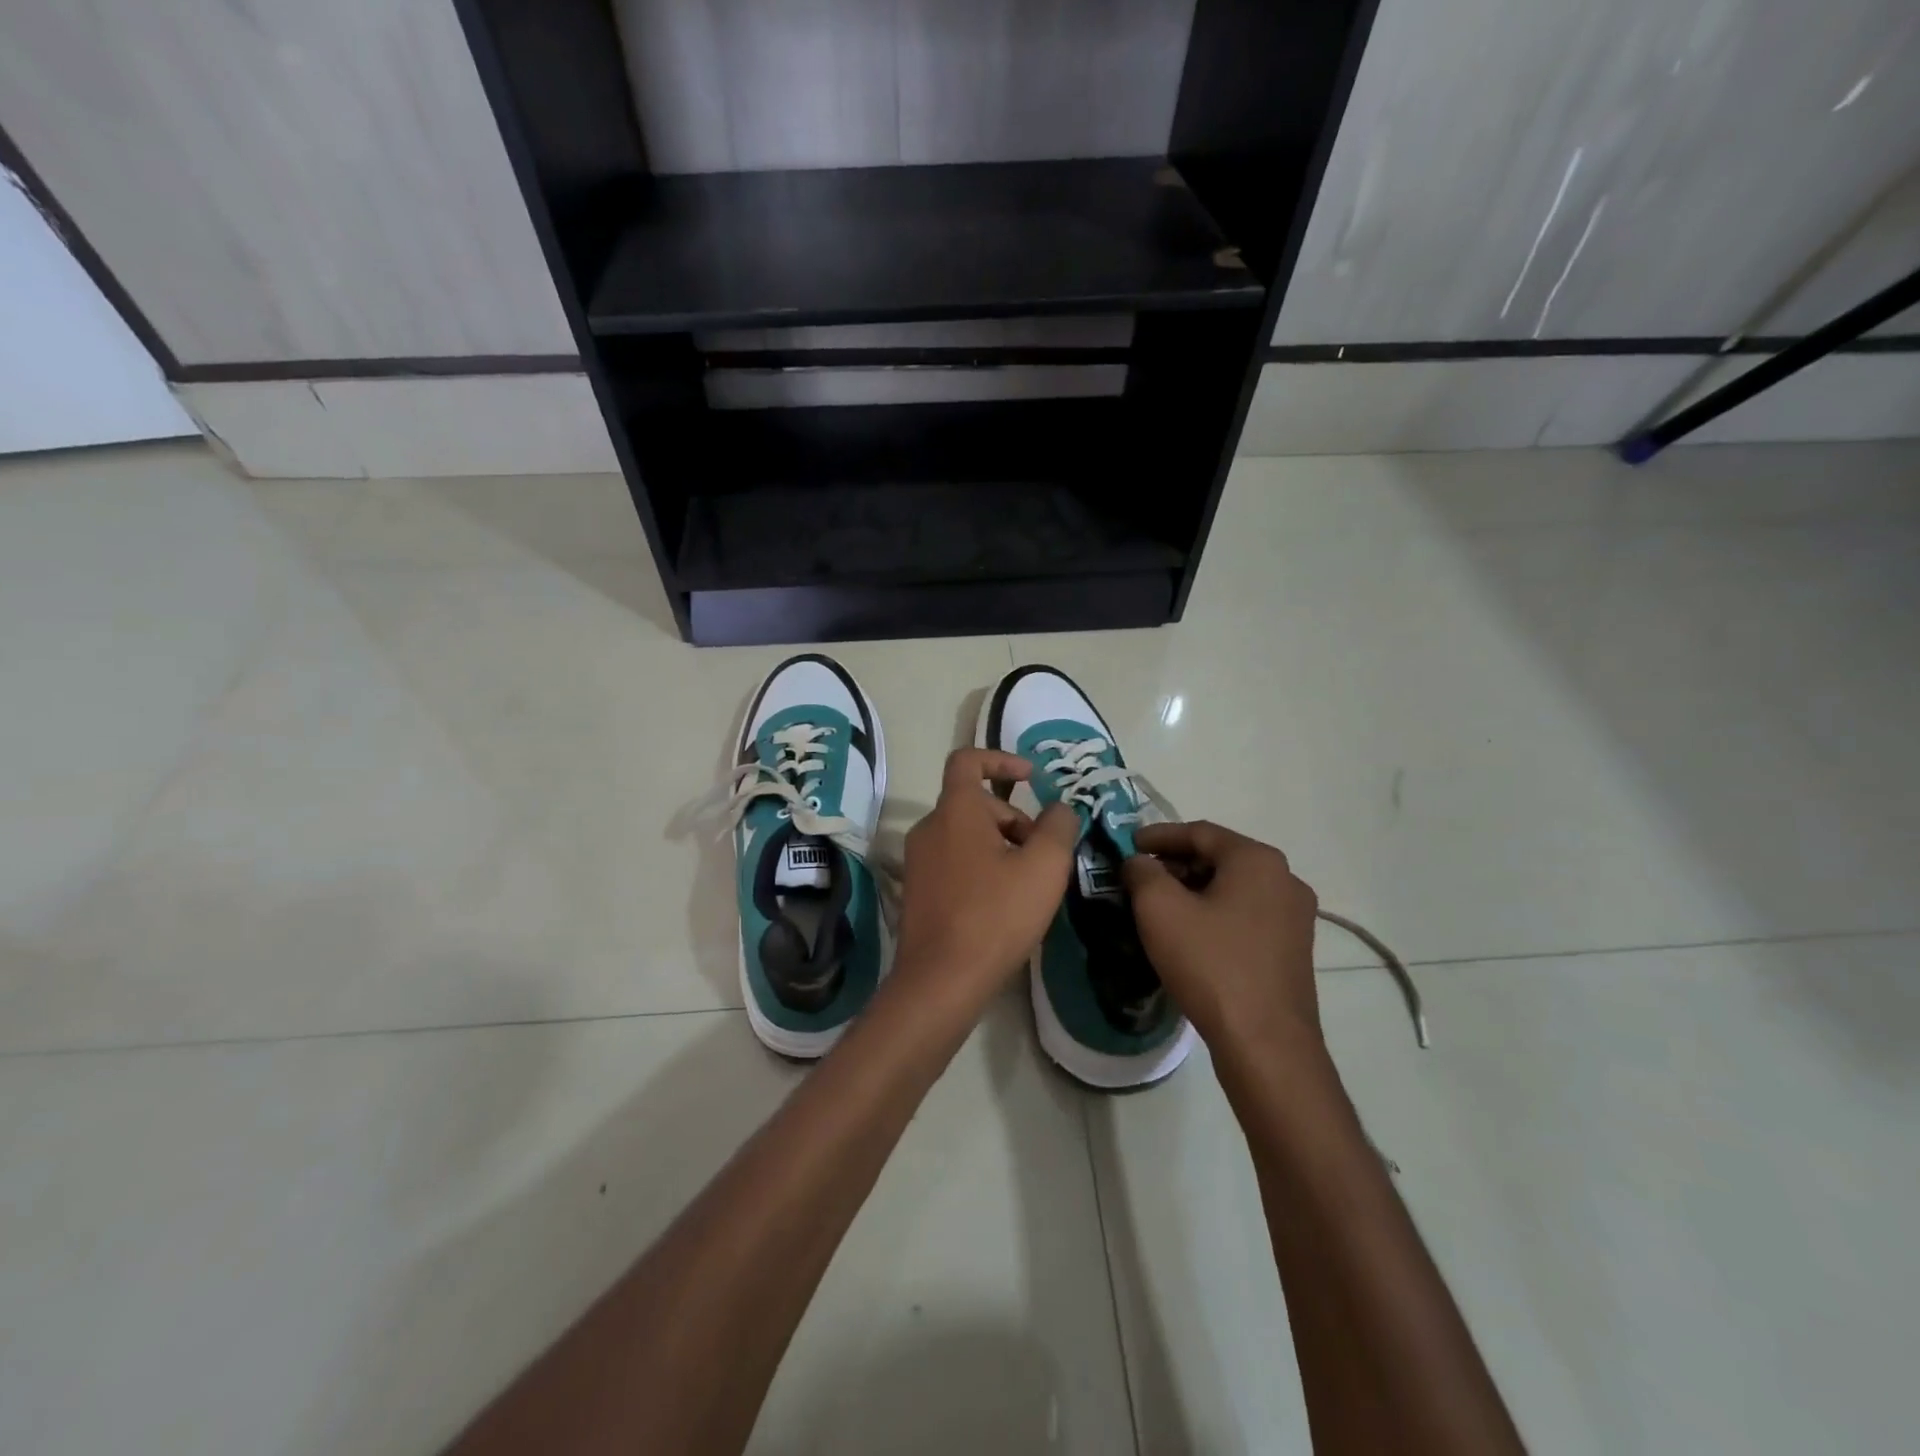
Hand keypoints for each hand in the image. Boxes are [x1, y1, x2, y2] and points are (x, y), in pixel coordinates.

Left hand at [893, 748, 1079, 1010]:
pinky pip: (954, 862)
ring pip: (966, 835)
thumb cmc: (995, 916)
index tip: (1032, 777)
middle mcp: (929, 827)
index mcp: (956, 811)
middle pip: (976, 804)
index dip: (1001, 758)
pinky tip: (1002, 905)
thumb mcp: (1044, 868)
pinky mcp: (917, 891)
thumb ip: (1058, 828)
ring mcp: (918, 861)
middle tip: (1043, 857)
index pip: (968, 760)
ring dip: (1001, 846)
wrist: (941, 980)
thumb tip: (1059, 808)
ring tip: (1028, 885)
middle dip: (1015, 820)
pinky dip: (982, 867)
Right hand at [1121, 821, 1321, 1051]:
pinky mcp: (1293, 949)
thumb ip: (1142, 872)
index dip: (1158, 836)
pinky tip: (1190, 935)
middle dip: (1175, 865)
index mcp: (1257, 860)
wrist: (1266, 1044)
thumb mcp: (1160, 909)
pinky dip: (1214, 914)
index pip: (1199, 832)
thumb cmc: (1211, 964)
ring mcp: (1295, 916)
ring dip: (1193, 891)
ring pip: (1232, 888)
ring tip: (1158, 907)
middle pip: (1218, 858)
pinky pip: (1246, 915)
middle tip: (1138, 878)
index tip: (1127, 846)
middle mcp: (1284, 879)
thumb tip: (1139, 863)